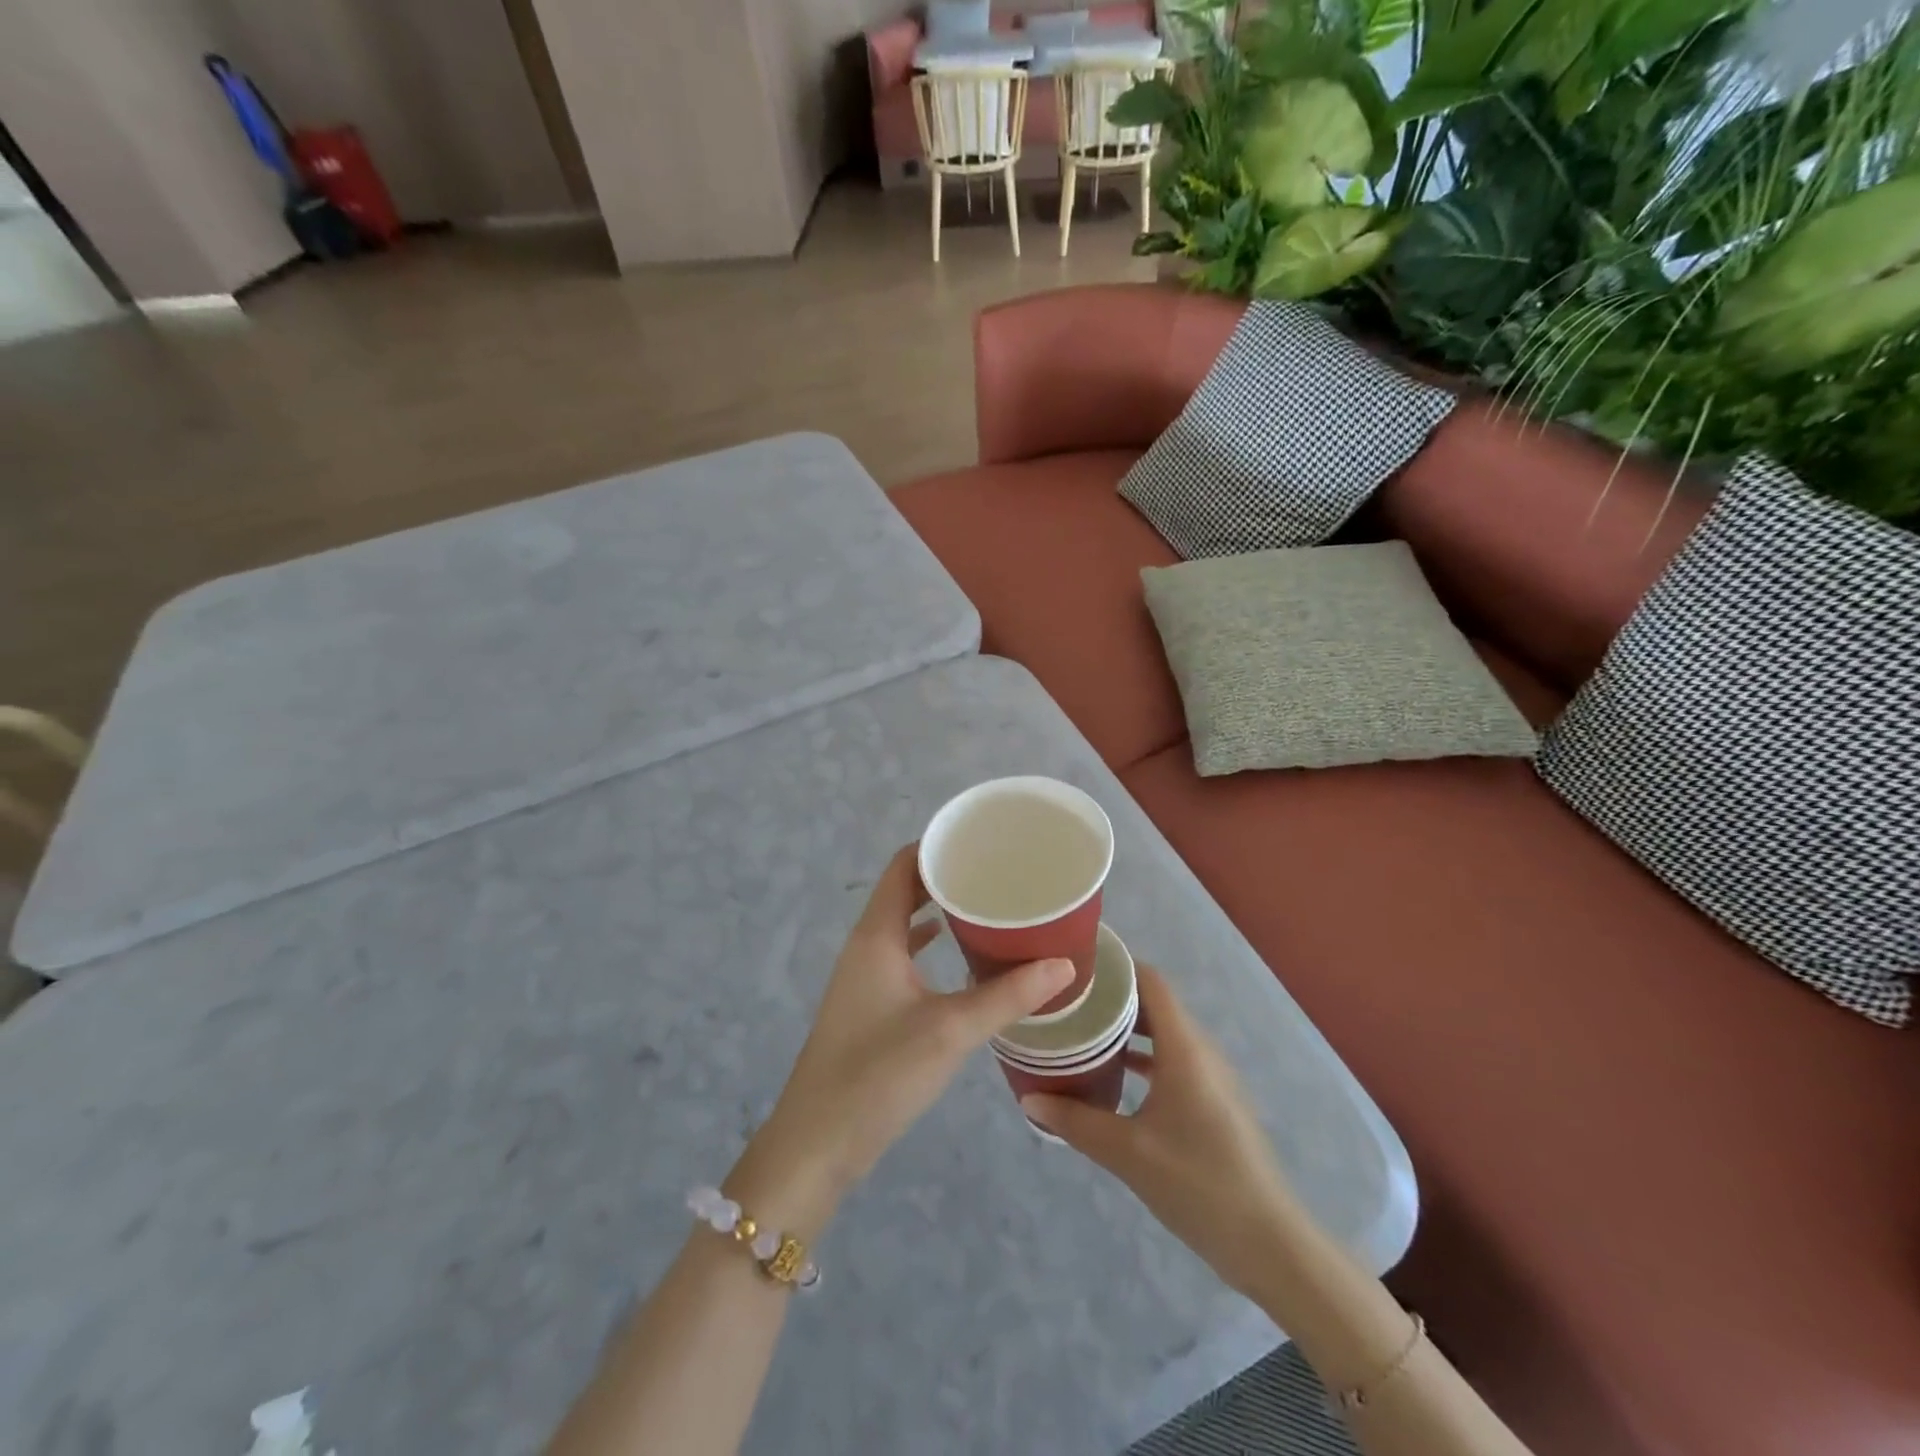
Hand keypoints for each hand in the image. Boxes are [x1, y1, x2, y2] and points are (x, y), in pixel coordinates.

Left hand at [727, 846, 1075, 1236]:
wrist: (818, 1144)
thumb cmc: (878, 1075)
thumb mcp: (950, 1031)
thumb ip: (1008, 996)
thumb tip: (1065, 964)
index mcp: (876, 934)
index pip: (904, 865)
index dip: (939, 844)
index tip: (984, 839)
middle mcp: (867, 945)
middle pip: (906, 889)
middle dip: (948, 876)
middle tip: (999, 871)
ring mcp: (865, 976)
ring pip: (905, 923)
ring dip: (940, 910)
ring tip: (990, 905)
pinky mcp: (870, 1004)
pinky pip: (904, 955)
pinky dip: (932, 944)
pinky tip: (964, 956)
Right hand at [1022, 965, 1299, 1302]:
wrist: (1270, 1244)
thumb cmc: (1199, 1184)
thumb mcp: (1128, 1153)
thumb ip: (1076, 1121)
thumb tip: (1028, 1100)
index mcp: (1184, 1048)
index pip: (1150, 980)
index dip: (1115, 965)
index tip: (1075, 964)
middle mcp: (1200, 1050)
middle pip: (1153, 1003)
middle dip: (1111, 997)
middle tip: (1066, 1000)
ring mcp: (1211, 1076)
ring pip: (1163, 1033)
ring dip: (1126, 1029)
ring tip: (1080, 1031)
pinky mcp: (1214, 1101)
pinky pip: (1173, 1059)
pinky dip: (1142, 1057)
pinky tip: (1114, 1076)